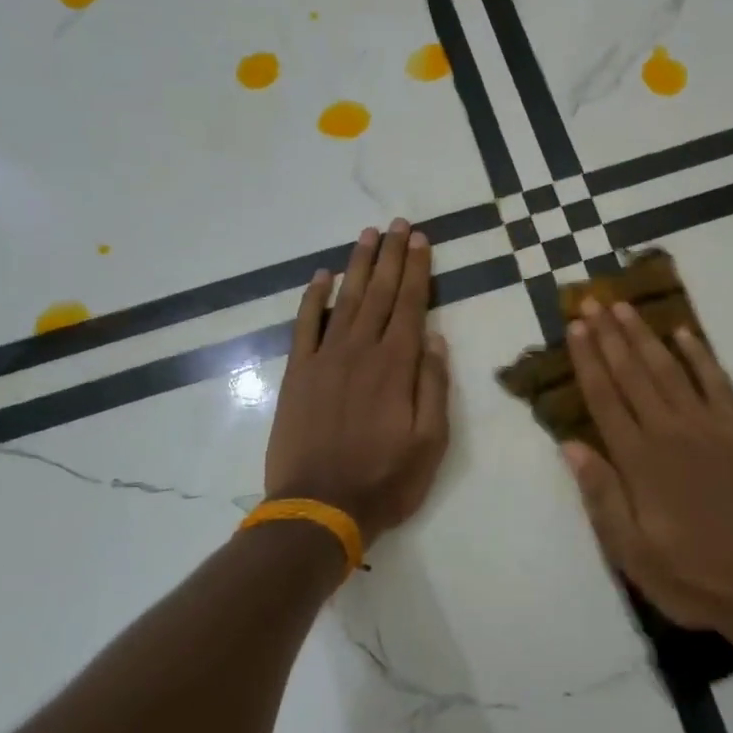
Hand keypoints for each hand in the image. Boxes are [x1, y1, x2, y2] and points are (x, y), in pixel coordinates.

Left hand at [264, 221, 450, 546]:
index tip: (421, 239)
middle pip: (379, 293)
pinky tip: (321, 276)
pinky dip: (313, 298)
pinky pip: (305, 326)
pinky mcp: (297, 374)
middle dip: (391, 256)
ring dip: (357, 265)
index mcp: (396, 365)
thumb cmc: (385, 479)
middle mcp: (360, 351)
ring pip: (344, 300)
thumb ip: (433, 386)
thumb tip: (436, 338)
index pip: (411, 304)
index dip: (417, 269)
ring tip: (367, 235)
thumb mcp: (431, 442)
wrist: (319, 508)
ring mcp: (324, 359)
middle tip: (398, 224)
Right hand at [563, 298, 732, 636]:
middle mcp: (671, 432)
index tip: (575, 327)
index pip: (605, 398)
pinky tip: (684, 334)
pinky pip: (718, 382)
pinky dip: (699, 355)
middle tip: (592, 299)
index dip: (588, 360)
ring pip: (670, 369)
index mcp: (639, 461)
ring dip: (645, 336)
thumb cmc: (693, 577)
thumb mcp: (632, 553)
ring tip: (625, 307)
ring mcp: (711, 426)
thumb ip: (601, 496)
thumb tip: (571, 445)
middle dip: (609, 335)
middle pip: (633, 373)